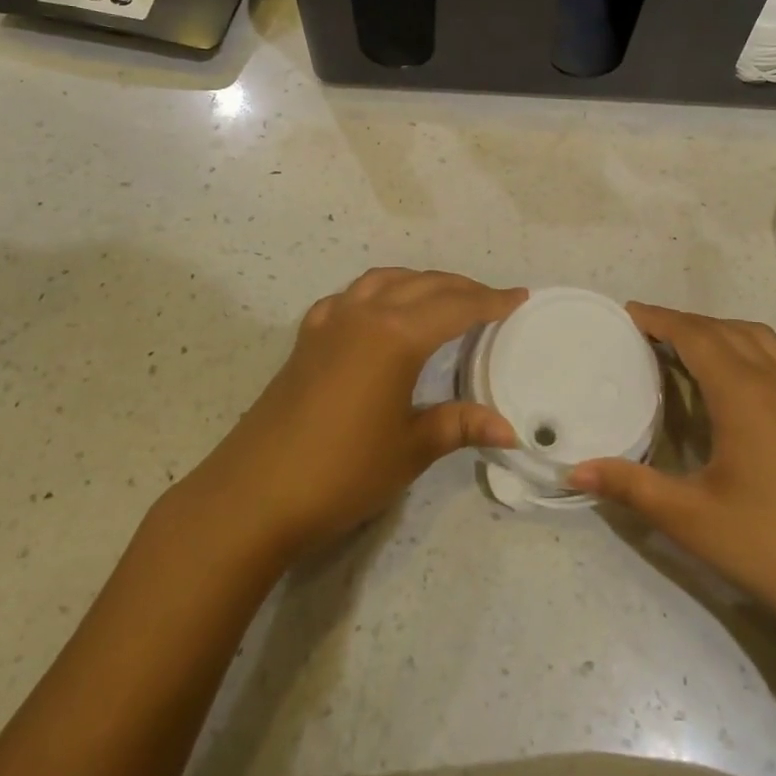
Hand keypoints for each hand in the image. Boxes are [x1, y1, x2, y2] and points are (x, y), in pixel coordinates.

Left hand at [185, 268, 524, 564]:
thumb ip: (459, 425)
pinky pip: (350, 297)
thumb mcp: (410, 448)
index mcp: (396, 334)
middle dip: (462, 288)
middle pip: (424, 285)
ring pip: (385, 281)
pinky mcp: (307, 338)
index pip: (456, 306)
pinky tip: (379, 313)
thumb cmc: (342, 471)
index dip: (492, 302)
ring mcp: (330, 320)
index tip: (520, 297)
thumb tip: (510, 429)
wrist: (254, 494)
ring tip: (443, 299)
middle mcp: (364, 313)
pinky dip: (378, 293)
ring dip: (420, 283)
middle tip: (492, 301)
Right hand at [568, 302, 775, 649]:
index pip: (696, 335)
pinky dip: (741, 349)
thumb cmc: (771, 546)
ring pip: (755, 339)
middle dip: (682, 323)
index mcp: (743, 394)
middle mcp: (775, 382)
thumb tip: (574, 471)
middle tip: (643, 332)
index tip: (626, 313)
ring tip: (682, 349)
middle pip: (724, 330)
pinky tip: (726, 385)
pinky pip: (772, 359)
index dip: (660, 319)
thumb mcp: (691, 519)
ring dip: (716, 332)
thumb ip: (630, 487)